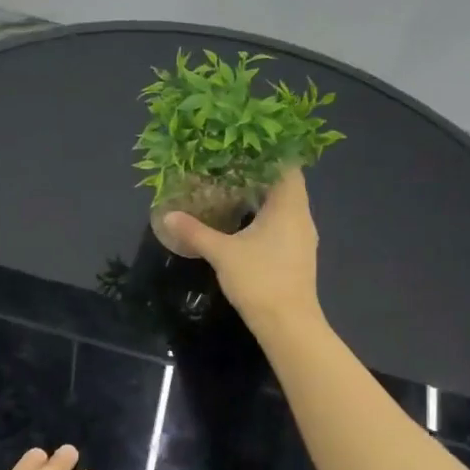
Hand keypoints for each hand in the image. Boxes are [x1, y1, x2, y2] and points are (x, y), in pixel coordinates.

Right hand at [164, 165, 320, 331]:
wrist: (288, 325)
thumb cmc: (260, 280)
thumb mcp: (222, 253)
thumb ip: (196, 232)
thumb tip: (168, 215)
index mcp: (289, 207)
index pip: (287, 166)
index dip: (268, 153)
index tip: (244, 145)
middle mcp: (301, 217)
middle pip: (285, 185)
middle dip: (259, 174)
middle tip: (229, 165)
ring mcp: (301, 238)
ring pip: (284, 207)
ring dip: (262, 197)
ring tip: (232, 189)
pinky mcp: (296, 256)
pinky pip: (282, 225)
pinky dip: (264, 217)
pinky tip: (243, 223)